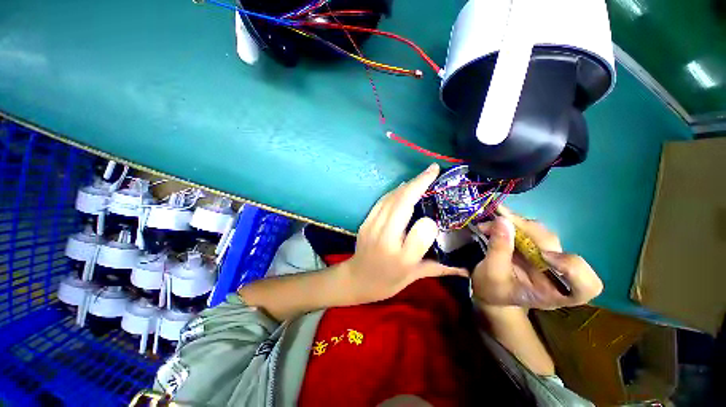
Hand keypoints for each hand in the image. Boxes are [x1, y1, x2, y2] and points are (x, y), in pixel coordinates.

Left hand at [341, 163, 467, 304]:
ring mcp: (372, 226)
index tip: (438, 215)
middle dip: (419, 183)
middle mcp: (385, 238)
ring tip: (423, 175)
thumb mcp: (414, 277)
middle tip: (434, 169)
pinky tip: (404, 186)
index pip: (421, 233)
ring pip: (391, 198)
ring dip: (408, 184)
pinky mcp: (365, 221)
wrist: (356, 279)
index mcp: (401, 257)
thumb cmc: (387, 281)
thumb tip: (467, 268)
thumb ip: (440, 268)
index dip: (431, 221)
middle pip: (402, 204)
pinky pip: (382, 201)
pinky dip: (395, 191)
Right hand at [471, 206, 602, 309]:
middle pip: (553, 245)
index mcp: (555, 292)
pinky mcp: (534, 245)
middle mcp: (557, 272)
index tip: (544, 256)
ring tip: (489, 224)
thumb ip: (499, 249)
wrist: (488, 288)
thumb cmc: (492, 290)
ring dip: (515, 224)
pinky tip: (497, 220)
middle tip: (498, 221)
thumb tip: (502, 220)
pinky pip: (529, 229)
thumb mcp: (492, 274)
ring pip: (540, 232)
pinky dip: (512, 222)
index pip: (586, 285)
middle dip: (525, 230)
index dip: (572, 267)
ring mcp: (546, 256)